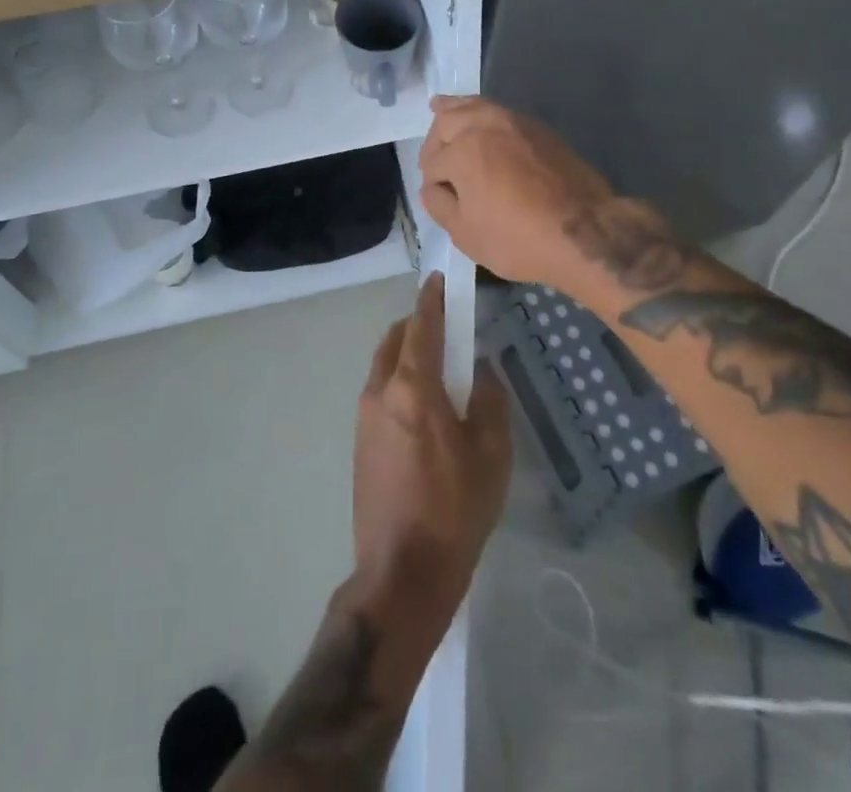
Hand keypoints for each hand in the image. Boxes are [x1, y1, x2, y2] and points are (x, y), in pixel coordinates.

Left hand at [354, 274, 510, 619]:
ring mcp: (364, 417)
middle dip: (417, 324)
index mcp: (413, 387)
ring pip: (384, 366)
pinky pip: (380, 392)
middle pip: (395, 340)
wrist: (401, 571)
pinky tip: (421, 405)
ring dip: (406, 353)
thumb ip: (490, 402)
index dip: (432, 299)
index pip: (421, 326)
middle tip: (445, 324)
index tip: (439, 279)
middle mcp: (381, 391)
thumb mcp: (491, 455)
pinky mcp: (359, 441)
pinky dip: (398, 380)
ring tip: (438, 365)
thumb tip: (482, 373)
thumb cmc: (454, 509)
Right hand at [418, 95, 625, 297]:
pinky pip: (498, 111)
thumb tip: (433, 187)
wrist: (585, 232)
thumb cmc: (518, 238)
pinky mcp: (538, 128)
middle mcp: (484, 126)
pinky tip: (479, 120)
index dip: (432, 184)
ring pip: (474, 106)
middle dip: (435, 141)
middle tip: (435, 161)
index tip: (440, 198)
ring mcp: (514, 121)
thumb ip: (439, 205)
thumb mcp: (465, 234)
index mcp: (462, 151)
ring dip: (454, 110)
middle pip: (447, 121)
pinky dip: (481, 111)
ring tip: (440, 107)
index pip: (432, 164)